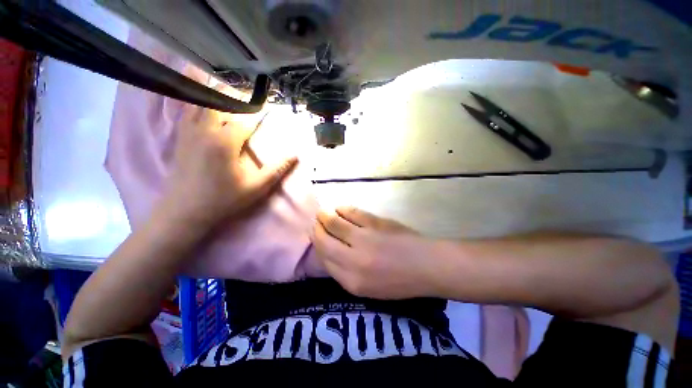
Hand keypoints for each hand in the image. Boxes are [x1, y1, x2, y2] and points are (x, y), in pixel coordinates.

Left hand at [162, 105, 296, 228]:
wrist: (184, 211)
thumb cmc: (224, 200)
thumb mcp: (257, 187)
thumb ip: (277, 169)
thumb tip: (295, 155)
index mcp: (225, 142)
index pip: (246, 117)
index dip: (260, 110)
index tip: (270, 104)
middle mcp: (205, 130)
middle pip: (220, 100)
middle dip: (239, 96)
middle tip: (253, 97)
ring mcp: (189, 131)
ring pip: (202, 101)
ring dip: (219, 95)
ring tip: (233, 95)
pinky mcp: (180, 137)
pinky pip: (189, 110)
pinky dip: (199, 101)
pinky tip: (206, 103)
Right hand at [312, 207, 442, 298]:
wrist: (426, 265)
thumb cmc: (399, 282)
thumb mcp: (368, 288)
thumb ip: (345, 273)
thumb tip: (330, 252)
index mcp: (352, 281)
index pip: (324, 259)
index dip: (318, 245)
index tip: (316, 237)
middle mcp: (354, 260)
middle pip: (325, 240)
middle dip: (317, 229)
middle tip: (316, 222)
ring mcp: (364, 238)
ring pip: (335, 223)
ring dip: (325, 216)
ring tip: (323, 213)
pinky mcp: (375, 223)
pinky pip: (352, 213)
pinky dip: (342, 209)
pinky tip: (339, 208)